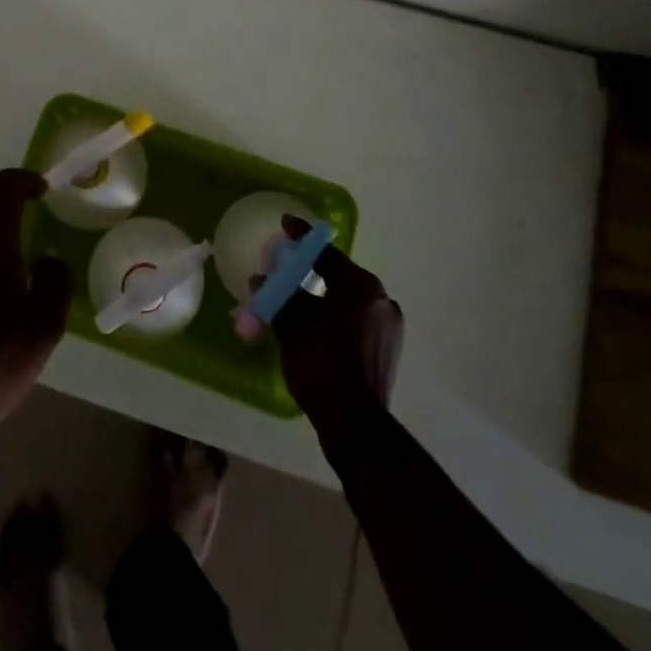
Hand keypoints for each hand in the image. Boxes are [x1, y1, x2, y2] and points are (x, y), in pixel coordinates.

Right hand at [271, 216, 402, 450]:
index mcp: (360, 287)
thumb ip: (279, 297)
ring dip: (322, 294)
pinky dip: (336, 312)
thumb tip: (262, 279)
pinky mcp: (388, 344)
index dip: (302, 238)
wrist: (356, 426)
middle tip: (285, 266)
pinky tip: (316, 321)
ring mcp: (388, 323)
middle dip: (311, 269)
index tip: (286, 224)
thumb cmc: (322, 368)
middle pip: (339, 274)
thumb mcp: (293, 328)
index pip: (326, 253)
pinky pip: (357, 316)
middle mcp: (380, 298)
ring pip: (348, 297)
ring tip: (297, 297)